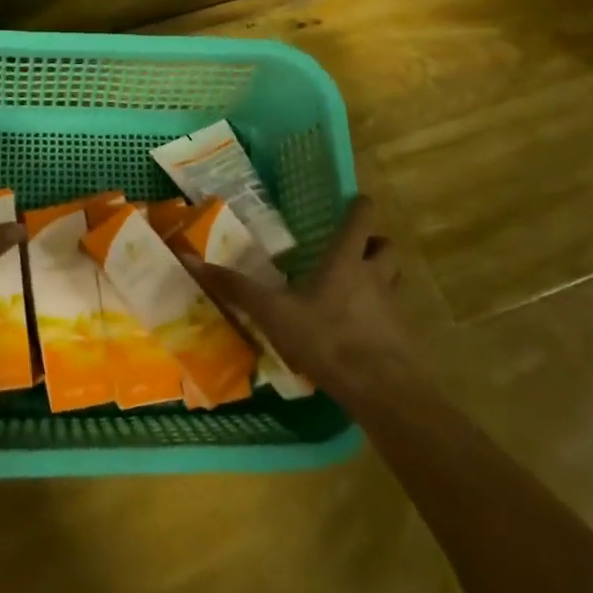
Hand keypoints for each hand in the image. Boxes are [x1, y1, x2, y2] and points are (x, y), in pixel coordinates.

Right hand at [178, 195, 420, 400]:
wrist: (382, 389)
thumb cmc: (327, 338)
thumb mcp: (274, 313)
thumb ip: (237, 288)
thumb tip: (192, 260)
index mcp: (346, 259)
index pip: (362, 217)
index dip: (359, 206)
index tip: (350, 203)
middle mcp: (374, 275)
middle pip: (386, 246)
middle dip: (373, 243)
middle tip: (350, 250)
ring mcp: (392, 306)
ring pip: (393, 277)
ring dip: (380, 275)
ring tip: (353, 287)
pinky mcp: (400, 336)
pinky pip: (392, 313)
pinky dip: (379, 313)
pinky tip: (356, 330)